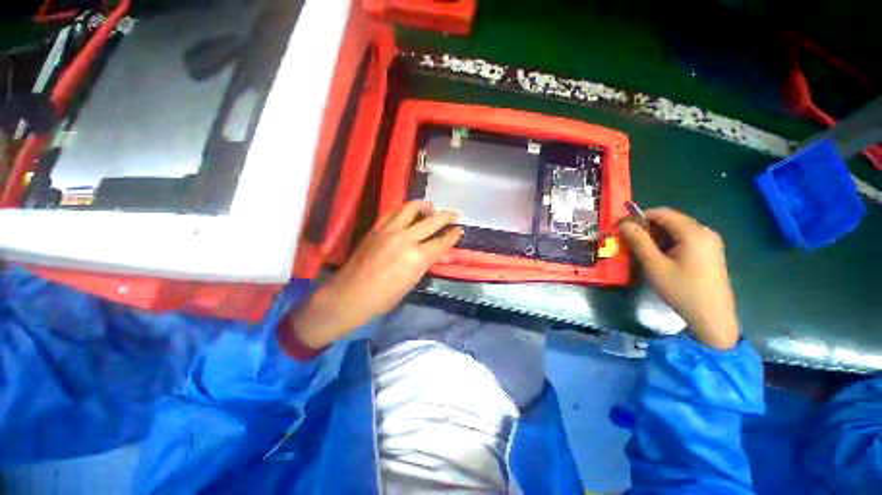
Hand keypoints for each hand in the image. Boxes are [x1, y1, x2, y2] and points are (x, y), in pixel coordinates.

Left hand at [290, 201, 462, 348]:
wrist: (351, 294)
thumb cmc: (384, 297)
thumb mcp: (412, 282)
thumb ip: (427, 263)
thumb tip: (442, 254)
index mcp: (417, 257)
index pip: (442, 242)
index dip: (453, 235)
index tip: (460, 229)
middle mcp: (406, 238)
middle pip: (431, 221)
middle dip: (446, 216)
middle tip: (453, 215)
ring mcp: (389, 230)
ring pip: (411, 208)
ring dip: (424, 206)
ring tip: (431, 207)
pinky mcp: (376, 228)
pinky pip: (392, 212)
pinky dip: (403, 210)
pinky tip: (407, 214)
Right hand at [619, 208, 739, 349]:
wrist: (712, 317)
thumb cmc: (682, 290)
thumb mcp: (654, 266)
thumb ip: (639, 242)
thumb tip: (624, 224)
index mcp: (694, 233)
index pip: (662, 213)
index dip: (640, 217)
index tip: (623, 229)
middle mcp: (705, 232)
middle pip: (671, 220)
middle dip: (648, 228)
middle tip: (630, 242)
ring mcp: (710, 242)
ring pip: (677, 230)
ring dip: (657, 236)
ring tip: (643, 252)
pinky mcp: (710, 252)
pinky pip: (685, 239)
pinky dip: (669, 243)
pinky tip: (661, 257)